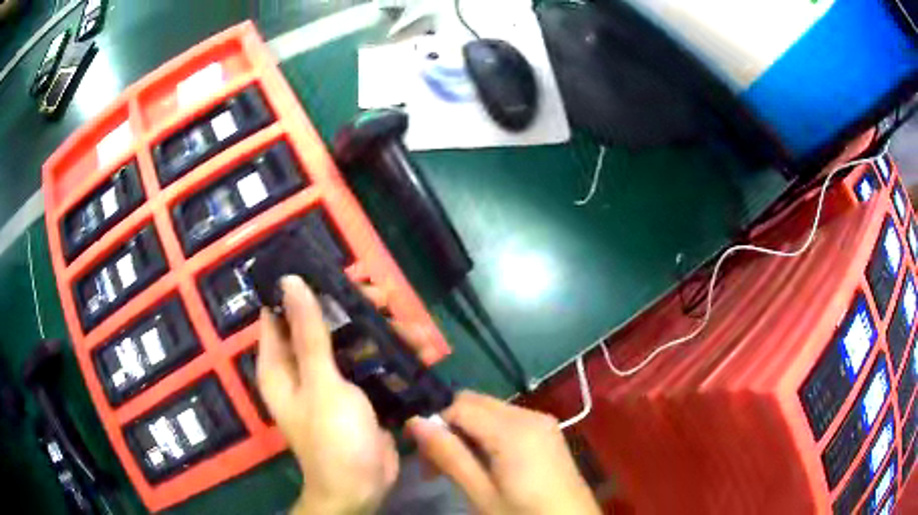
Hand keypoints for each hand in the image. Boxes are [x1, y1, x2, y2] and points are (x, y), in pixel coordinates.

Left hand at [257, 276, 428, 514]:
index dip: (303, 288)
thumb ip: (309, 333)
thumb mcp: (321, 384)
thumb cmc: (333, 439)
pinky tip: (422, 352)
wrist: (362, 487)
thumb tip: (290, 282)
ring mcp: (331, 380)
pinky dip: (393, 356)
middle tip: (386, 299)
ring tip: (416, 331)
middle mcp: (301, 367)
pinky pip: (372, 363)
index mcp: (281, 363)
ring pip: (352, 341)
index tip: (335, 272)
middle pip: (324, 322)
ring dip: (383, 333)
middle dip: (354, 309)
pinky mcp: (357, 393)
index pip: (280, 312)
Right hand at [407, 392, 601, 514]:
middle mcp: (529, 414)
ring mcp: (542, 422)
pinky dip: (487, 435)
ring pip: (489, 411)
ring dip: (467, 431)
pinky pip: (507, 421)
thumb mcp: (482, 494)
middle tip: (436, 464)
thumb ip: (450, 455)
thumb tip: (414, 421)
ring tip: (458, 468)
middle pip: (474, 402)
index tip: (420, 455)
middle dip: (449, 425)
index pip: (458, 405)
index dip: (433, 423)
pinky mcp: (548, 432)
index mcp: (514, 429)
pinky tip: (484, 463)